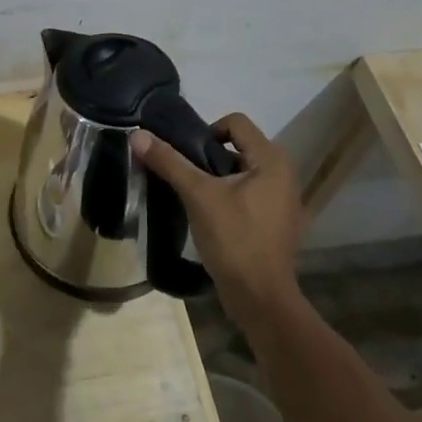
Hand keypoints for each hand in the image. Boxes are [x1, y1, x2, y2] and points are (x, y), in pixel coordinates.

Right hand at [130, 114, 305, 316]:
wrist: (261, 298)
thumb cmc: (234, 239)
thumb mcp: (198, 196)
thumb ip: (170, 162)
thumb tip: (137, 135)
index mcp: (272, 160)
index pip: (236, 123)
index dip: (207, 131)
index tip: (188, 157)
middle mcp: (284, 174)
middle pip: (239, 146)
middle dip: (210, 157)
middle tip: (187, 177)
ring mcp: (284, 200)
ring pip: (243, 172)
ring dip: (218, 178)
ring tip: (195, 197)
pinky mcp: (278, 222)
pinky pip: (250, 194)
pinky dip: (230, 197)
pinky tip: (212, 217)